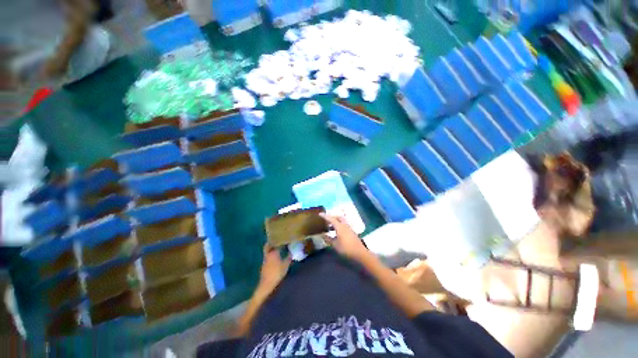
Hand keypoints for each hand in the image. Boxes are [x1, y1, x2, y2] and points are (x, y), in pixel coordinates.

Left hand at [257, 244, 291, 294]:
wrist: (266, 284)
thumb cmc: (277, 273)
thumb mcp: (286, 265)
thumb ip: (289, 257)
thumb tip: (292, 251)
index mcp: (273, 252)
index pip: (275, 243)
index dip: (278, 240)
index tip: (282, 237)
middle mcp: (268, 254)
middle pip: (268, 245)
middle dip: (272, 242)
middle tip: (277, 240)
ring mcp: (265, 259)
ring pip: (267, 250)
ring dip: (271, 248)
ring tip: (277, 247)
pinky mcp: (264, 264)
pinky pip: (267, 256)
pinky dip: (270, 254)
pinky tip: (275, 256)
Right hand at [320, 214, 367, 261]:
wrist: (360, 253)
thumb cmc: (346, 248)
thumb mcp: (335, 245)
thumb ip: (328, 239)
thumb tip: (322, 235)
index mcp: (340, 227)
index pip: (331, 219)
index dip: (325, 216)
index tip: (320, 214)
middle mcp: (345, 225)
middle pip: (338, 217)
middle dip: (332, 217)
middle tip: (326, 220)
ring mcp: (349, 229)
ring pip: (341, 222)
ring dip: (335, 222)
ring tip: (329, 227)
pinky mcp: (351, 232)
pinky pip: (344, 226)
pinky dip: (339, 226)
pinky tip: (336, 233)